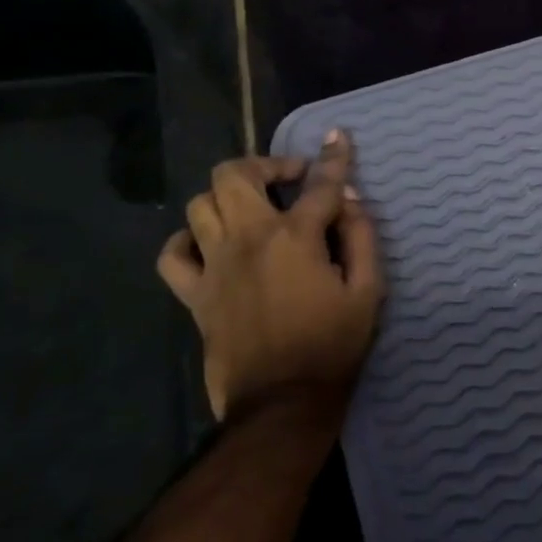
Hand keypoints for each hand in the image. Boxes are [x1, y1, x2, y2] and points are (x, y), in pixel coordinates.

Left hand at [156, 131, 384, 424]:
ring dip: (229, 195)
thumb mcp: (368, 290)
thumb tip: (348, 200)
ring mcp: (214, 266)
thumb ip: (361, 237)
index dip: (334, 157)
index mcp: (295, 237)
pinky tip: (211, 242)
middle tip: (292, 179)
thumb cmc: (333, 345)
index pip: (319, 183)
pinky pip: (173, 254)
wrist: (282, 404)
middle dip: (267, 164)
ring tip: (255, 207)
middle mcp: (248, 239)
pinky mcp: (194, 295)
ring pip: (201, 204)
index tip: (339, 136)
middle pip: (236, 175)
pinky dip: (189, 238)